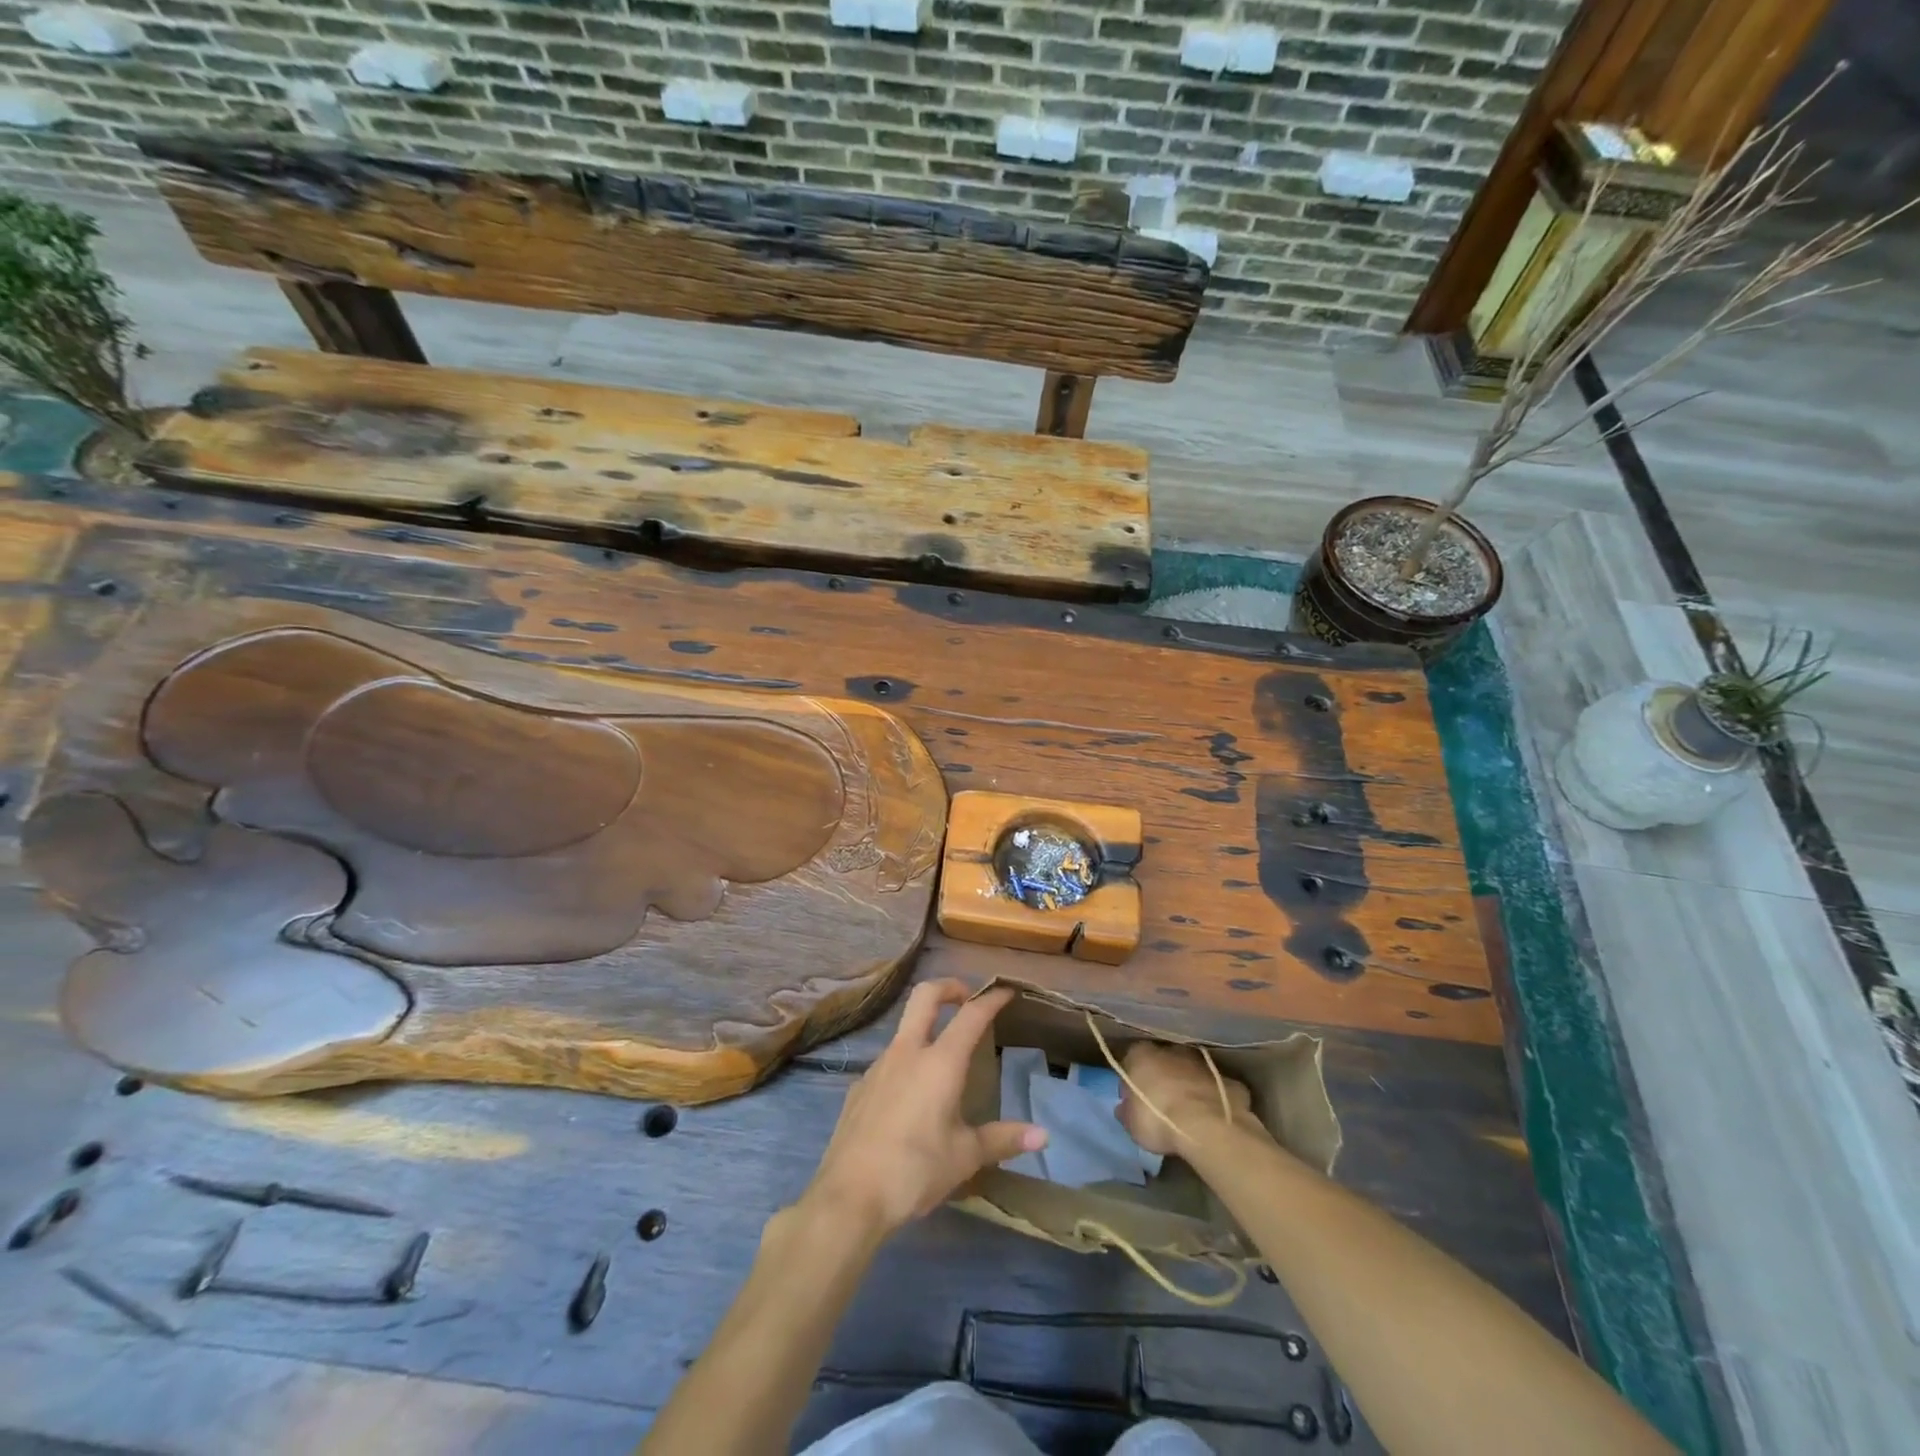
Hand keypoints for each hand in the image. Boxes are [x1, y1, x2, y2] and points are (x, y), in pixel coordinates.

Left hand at [803, 980, 1046, 1237]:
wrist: (849, 1196)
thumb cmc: (915, 1171)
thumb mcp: (965, 1157)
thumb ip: (1003, 1140)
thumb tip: (1043, 1136)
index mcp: (940, 1062)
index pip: (971, 1015)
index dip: (990, 999)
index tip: (1005, 991)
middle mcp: (907, 1052)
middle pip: (925, 996)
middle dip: (949, 987)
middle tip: (967, 998)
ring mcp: (878, 1066)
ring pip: (904, 1028)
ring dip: (925, 1028)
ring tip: (943, 1058)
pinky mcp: (859, 1087)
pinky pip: (887, 1062)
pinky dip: (905, 1064)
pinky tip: (910, 1098)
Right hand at [1116, 1042, 1262, 1156]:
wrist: (1208, 1127)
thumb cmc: (1159, 1120)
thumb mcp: (1131, 1123)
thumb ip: (1127, 1110)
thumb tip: (1125, 1107)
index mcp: (1143, 1055)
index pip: (1133, 1059)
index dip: (1134, 1079)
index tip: (1135, 1098)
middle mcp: (1173, 1050)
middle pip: (1165, 1061)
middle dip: (1165, 1077)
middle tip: (1163, 1103)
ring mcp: (1204, 1063)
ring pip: (1193, 1071)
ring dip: (1190, 1085)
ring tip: (1190, 1112)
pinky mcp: (1230, 1081)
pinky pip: (1219, 1088)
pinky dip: (1216, 1099)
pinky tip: (1215, 1117)